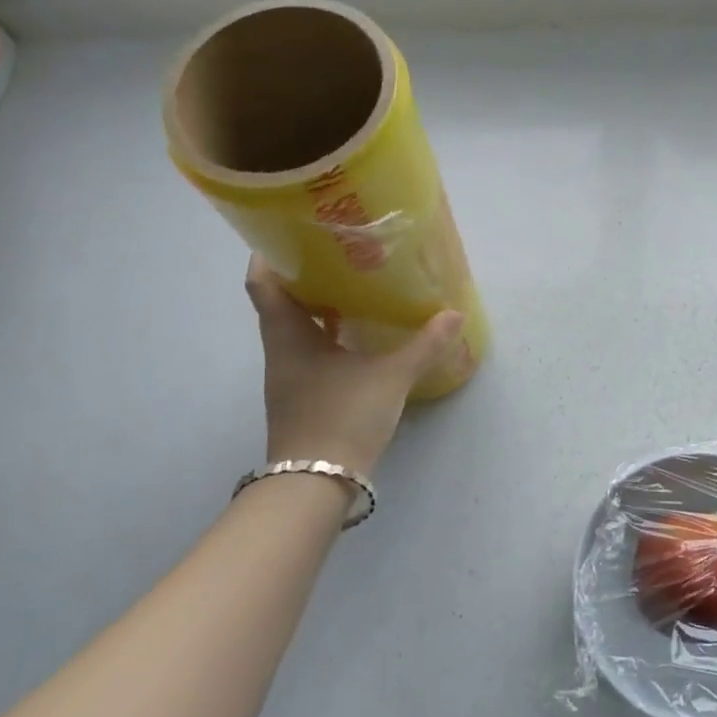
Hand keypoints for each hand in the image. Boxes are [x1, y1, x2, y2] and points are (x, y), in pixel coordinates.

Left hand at [247, 258, 463, 474]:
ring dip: (316, 308)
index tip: (291, 232)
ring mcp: (288, 377)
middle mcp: (280, 351)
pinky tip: (356, 336)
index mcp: (288, 336)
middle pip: (279, 303)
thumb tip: (454, 314)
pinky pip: (309, 352)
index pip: (262, 283)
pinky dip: (327, 337)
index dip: (269, 254)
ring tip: (351, 286)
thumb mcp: (390, 378)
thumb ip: (424, 345)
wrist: (316, 484)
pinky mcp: (301, 397)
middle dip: (303, 276)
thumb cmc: (342, 417)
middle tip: (337, 253)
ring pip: (295, 329)